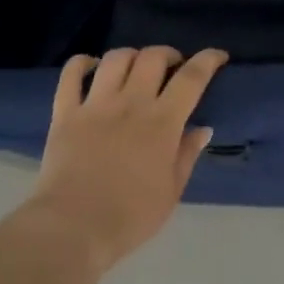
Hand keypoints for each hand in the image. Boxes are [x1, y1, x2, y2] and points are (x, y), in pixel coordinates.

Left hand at [28, 47, 227, 269]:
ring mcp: (95, 104)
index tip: (218, 56)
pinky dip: (82, 62)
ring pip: (116, 58)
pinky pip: (71, 74)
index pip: (192, 78)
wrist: (73, 228)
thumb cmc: (130, 217)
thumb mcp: (171, 192)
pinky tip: (91, 66)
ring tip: (136, 67)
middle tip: (173, 67)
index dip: (208, 60)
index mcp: (162, 122)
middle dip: (169, 54)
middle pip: (152, 58)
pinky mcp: (65, 112)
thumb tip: (203, 129)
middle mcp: (131, 103)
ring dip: (132, 55)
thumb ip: (187, 155)